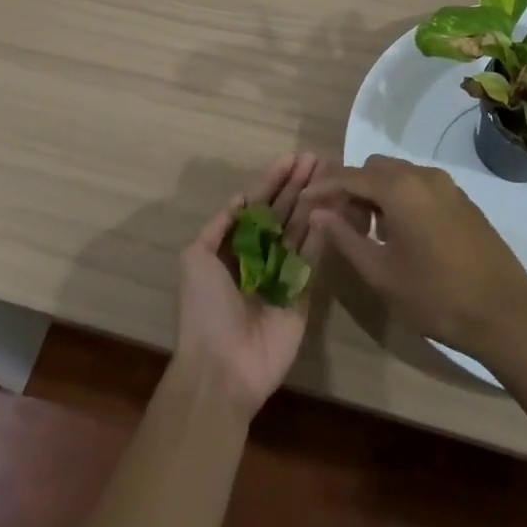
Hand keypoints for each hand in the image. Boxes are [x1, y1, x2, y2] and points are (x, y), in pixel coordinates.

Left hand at [172, 152, 325, 420]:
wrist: (222, 367)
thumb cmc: (204, 309)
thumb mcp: (195, 258)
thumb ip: (219, 226)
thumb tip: (241, 199)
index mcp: (231, 248)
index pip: (256, 205)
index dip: (272, 181)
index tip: (291, 158)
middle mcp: (258, 257)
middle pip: (281, 213)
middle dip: (296, 185)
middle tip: (316, 158)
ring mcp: (281, 275)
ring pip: (299, 231)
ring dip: (312, 203)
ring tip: (329, 176)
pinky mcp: (301, 294)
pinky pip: (311, 260)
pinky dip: (321, 235)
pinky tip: (330, 210)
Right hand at [303, 155, 526, 364]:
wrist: (506, 313)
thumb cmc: (436, 296)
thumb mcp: (381, 274)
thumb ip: (346, 238)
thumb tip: (319, 213)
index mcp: (400, 188)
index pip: (349, 176)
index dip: (323, 188)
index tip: (303, 203)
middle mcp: (423, 176)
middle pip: (375, 169)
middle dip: (353, 190)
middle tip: (343, 226)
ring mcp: (447, 186)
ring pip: (399, 176)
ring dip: (378, 195)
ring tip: (371, 235)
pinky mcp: (462, 201)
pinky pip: (420, 187)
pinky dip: (402, 200)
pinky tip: (402, 237)